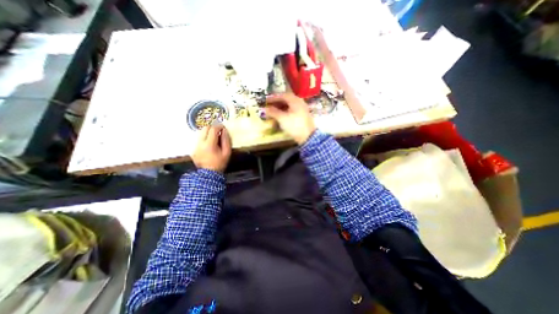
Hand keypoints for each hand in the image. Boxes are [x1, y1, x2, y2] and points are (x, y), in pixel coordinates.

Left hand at [192, 124, 231, 172]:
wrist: (209, 174)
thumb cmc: (220, 163)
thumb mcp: (227, 153)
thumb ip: (226, 141)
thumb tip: (224, 131)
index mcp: (209, 144)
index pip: (213, 129)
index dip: (219, 126)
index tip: (223, 128)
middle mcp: (200, 143)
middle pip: (205, 128)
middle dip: (213, 128)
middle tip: (219, 131)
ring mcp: (195, 146)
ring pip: (201, 133)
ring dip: (208, 133)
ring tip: (215, 138)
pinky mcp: (193, 149)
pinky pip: (199, 140)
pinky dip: (205, 139)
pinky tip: (209, 145)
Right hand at [265, 93, 316, 144]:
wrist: (308, 136)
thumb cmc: (294, 125)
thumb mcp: (282, 118)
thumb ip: (273, 112)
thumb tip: (266, 109)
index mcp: (295, 100)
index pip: (282, 96)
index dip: (273, 98)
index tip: (266, 101)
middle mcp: (299, 102)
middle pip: (286, 100)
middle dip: (276, 104)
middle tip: (269, 107)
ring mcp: (302, 109)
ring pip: (289, 107)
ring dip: (280, 109)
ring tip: (273, 113)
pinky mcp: (302, 117)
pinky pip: (292, 112)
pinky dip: (285, 113)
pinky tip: (281, 118)